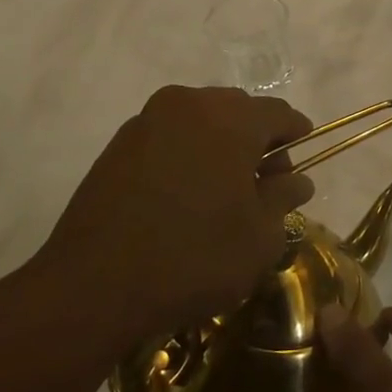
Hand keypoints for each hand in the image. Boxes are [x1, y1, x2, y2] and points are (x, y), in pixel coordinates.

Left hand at [41, 85, 314, 341]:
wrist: (92, 287)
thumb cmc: (193, 258)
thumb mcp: (259, 237)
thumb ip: (284, 198)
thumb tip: (296, 180)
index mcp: (231, 118)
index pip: (280, 114)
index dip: (297, 137)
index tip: (300, 167)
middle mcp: (189, 104)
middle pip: (239, 111)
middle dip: (258, 142)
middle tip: (262, 187)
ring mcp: (148, 121)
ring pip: (202, 121)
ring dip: (220, 147)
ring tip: (221, 194)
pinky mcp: (118, 145)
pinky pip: (169, 137)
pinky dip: (186, 155)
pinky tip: (184, 196)